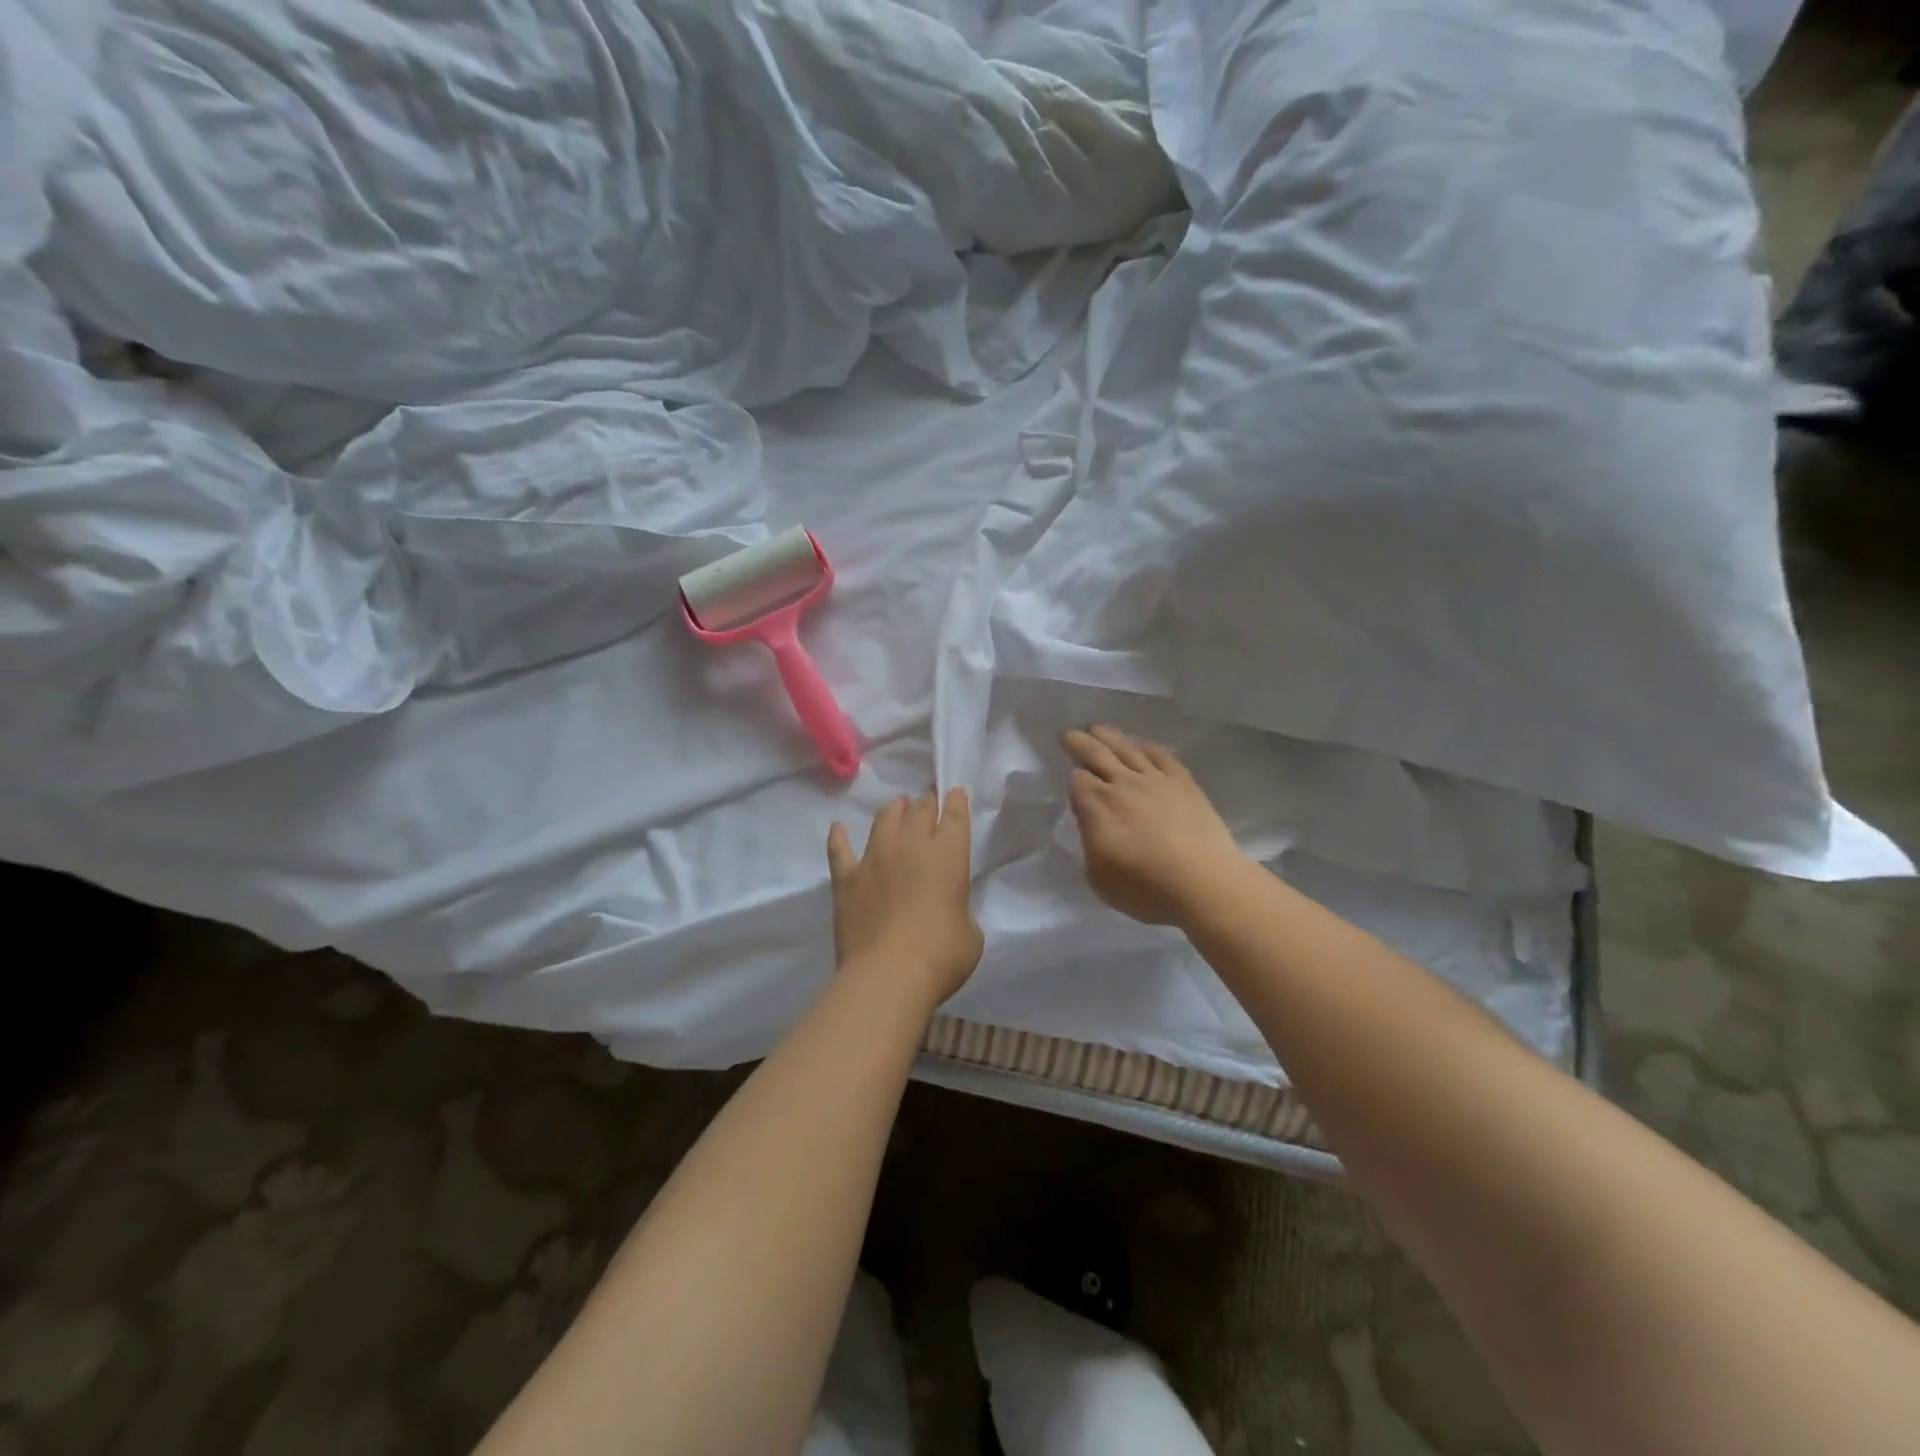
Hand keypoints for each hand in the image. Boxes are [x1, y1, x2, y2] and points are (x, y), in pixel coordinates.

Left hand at [827, 789, 983, 1010]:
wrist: (887, 975)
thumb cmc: (941, 956)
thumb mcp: (970, 934)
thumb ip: (959, 911)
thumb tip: (947, 910)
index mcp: (948, 856)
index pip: (955, 816)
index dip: (956, 801)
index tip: (955, 792)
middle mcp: (911, 847)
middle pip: (919, 810)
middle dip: (926, 802)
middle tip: (928, 801)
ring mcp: (875, 859)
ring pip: (884, 820)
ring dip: (893, 809)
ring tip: (897, 805)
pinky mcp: (847, 879)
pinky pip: (840, 850)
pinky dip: (838, 837)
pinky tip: (838, 828)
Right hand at [1064, 725, 1245, 925]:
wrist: (1205, 884)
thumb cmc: (1146, 888)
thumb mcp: (1098, 876)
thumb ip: (1090, 842)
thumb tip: (1091, 821)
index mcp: (1098, 806)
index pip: (1077, 780)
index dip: (1072, 779)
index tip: (1071, 783)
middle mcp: (1124, 785)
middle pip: (1097, 754)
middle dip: (1079, 743)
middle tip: (1068, 734)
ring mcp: (1156, 781)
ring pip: (1127, 749)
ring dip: (1109, 736)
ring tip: (1097, 728)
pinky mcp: (1184, 784)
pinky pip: (1162, 756)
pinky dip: (1148, 747)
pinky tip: (1143, 746)